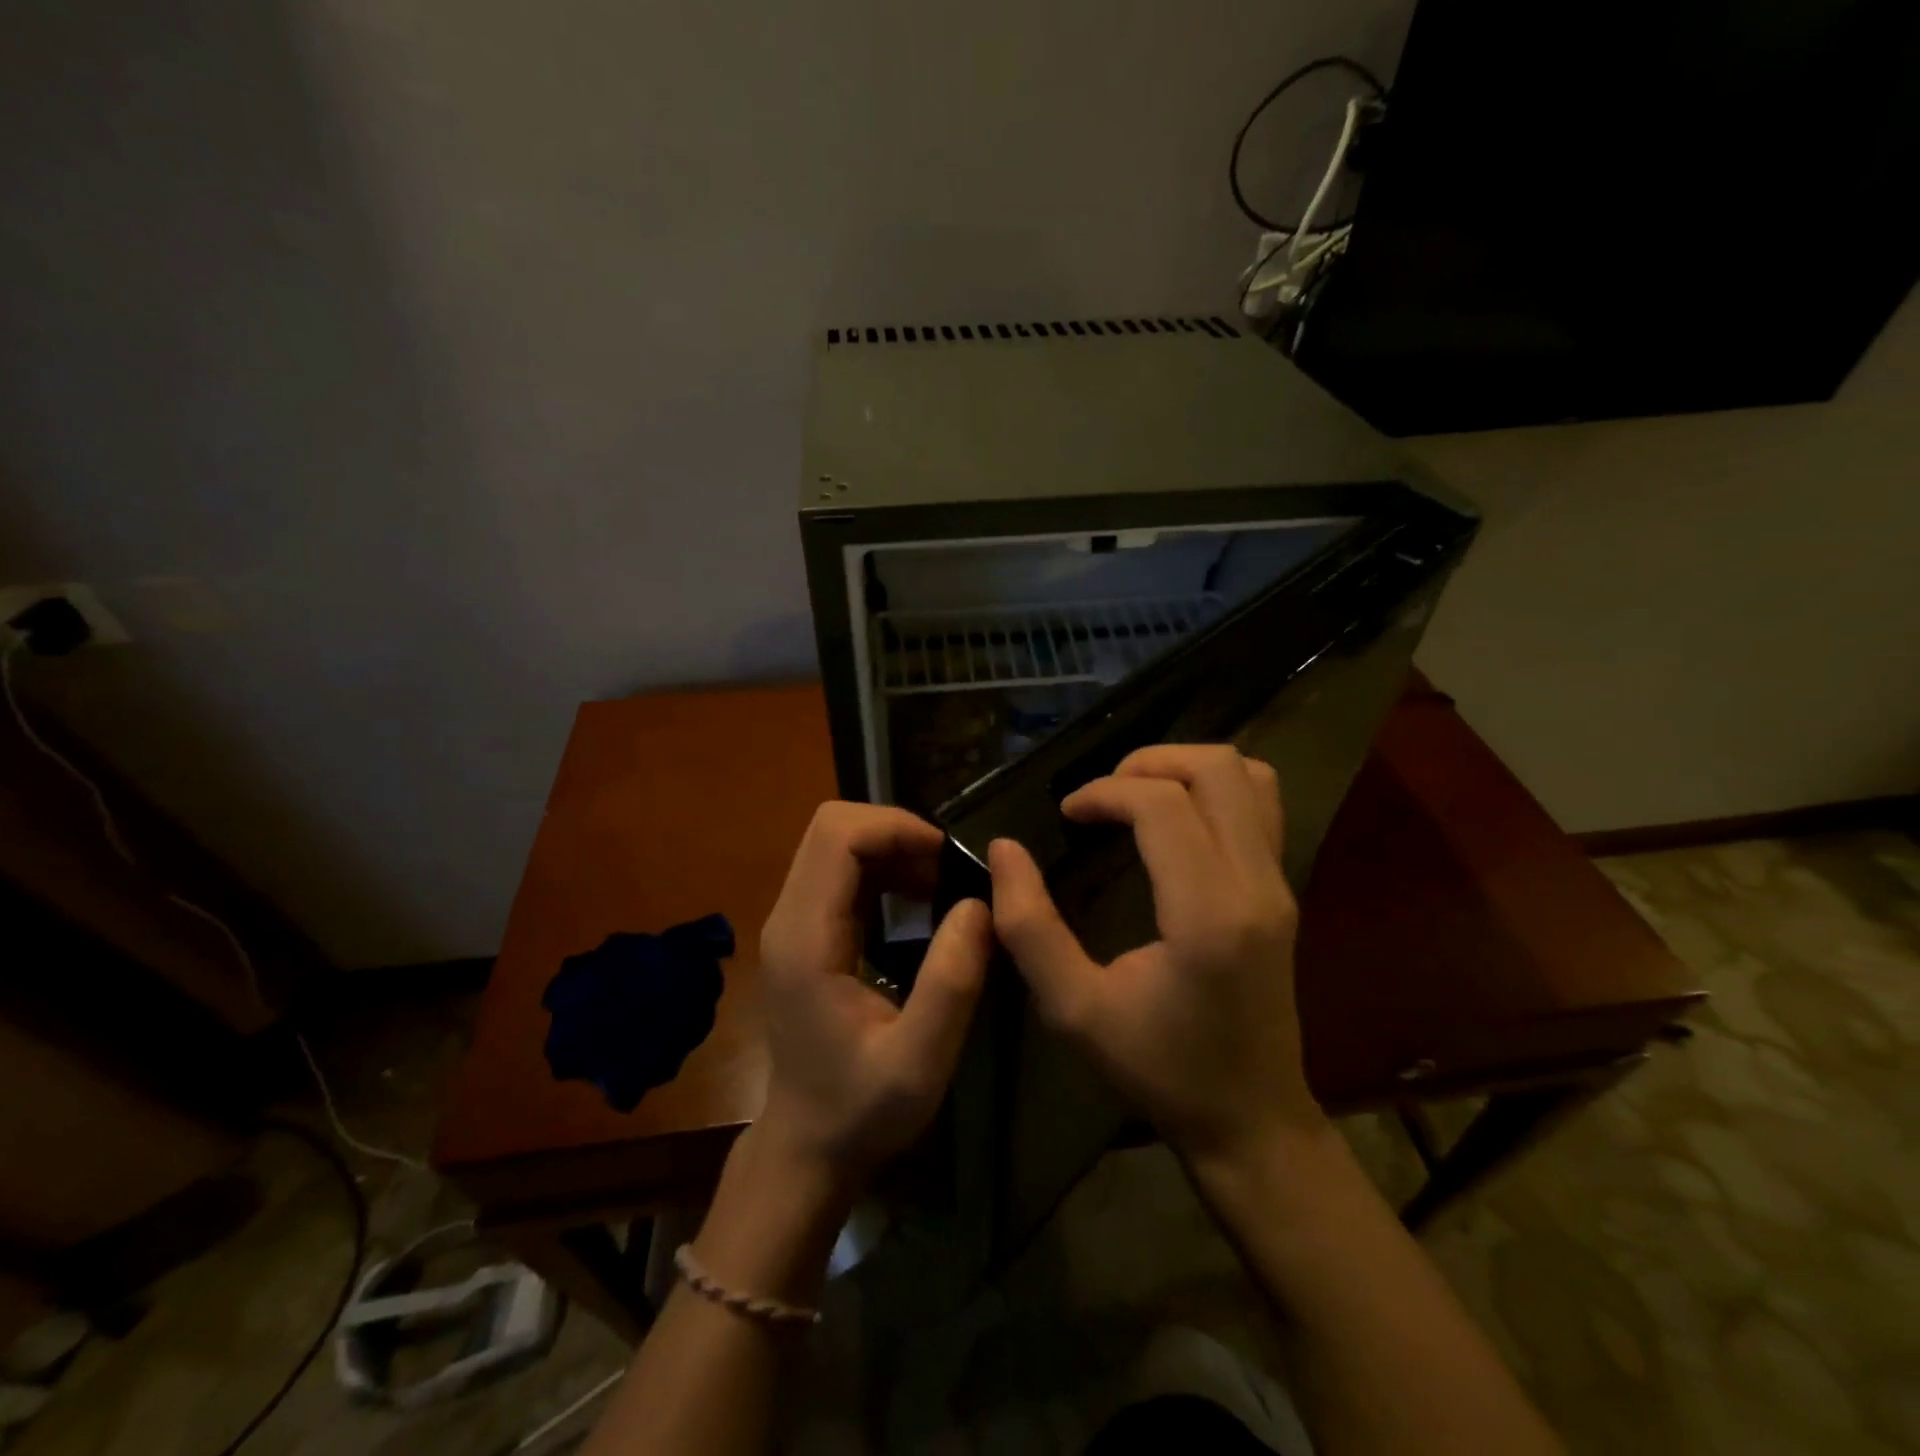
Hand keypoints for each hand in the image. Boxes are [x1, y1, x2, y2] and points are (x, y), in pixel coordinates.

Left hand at [756, 803, 992, 1189]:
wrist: (805, 1148)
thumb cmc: (860, 1110)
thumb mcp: (920, 1060)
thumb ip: (951, 981)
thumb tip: (978, 903)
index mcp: (806, 938)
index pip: (837, 835)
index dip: (896, 827)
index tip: (948, 857)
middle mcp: (789, 917)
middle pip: (832, 828)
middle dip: (896, 832)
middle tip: (948, 870)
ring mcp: (792, 924)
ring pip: (835, 845)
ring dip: (892, 849)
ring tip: (941, 885)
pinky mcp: (804, 934)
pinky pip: (840, 873)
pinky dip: (883, 870)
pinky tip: (918, 902)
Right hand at [988, 745, 1323, 1161]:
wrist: (1251, 1121)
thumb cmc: (1159, 1069)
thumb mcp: (1074, 1009)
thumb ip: (1029, 927)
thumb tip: (1005, 850)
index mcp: (1207, 914)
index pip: (1162, 805)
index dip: (1104, 792)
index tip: (1066, 815)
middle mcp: (1256, 885)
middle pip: (1217, 769)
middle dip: (1148, 762)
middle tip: (1101, 795)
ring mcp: (1280, 884)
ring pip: (1250, 776)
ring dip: (1185, 768)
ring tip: (1135, 795)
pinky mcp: (1283, 890)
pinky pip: (1261, 806)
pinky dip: (1214, 789)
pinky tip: (1172, 820)